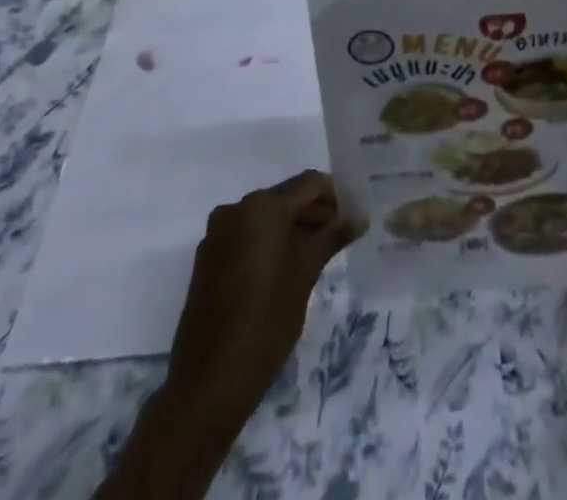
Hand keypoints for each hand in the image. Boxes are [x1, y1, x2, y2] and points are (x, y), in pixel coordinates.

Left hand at [162, 171, 360, 435]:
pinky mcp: (207, 259)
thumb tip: (359, 217)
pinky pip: (246, 236)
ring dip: (292, 229)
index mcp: (263, 206)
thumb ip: (333, 236)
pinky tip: (285, 269)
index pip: (310, 184)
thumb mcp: (306, 273)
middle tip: (340, 237)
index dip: (335, 196)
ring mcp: (218, 234)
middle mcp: (237, 209)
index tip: (353, 218)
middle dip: (314, 213)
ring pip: (266, 218)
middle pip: (286, 198)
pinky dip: (268, 243)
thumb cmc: (267, 320)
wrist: (209, 382)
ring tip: (317, 255)